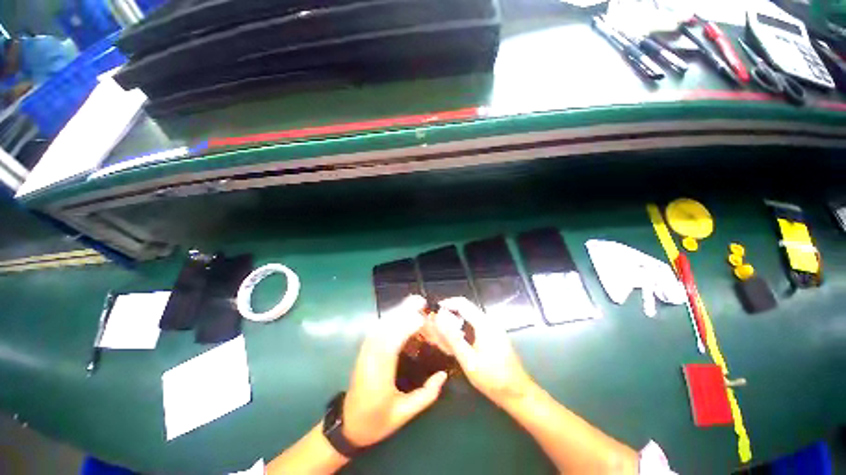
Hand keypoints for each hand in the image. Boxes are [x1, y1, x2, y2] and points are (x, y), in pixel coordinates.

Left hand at [342, 295, 447, 446]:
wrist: (348, 426)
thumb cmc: (376, 421)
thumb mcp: (404, 414)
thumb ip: (426, 395)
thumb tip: (443, 374)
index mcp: (379, 374)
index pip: (393, 343)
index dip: (407, 327)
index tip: (423, 319)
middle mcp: (370, 358)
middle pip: (386, 328)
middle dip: (402, 311)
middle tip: (419, 301)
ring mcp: (365, 352)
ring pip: (380, 325)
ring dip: (396, 311)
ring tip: (412, 303)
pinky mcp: (364, 350)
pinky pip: (377, 329)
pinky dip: (389, 318)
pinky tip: (399, 314)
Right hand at [434, 297, 534, 406]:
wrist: (517, 393)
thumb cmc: (493, 378)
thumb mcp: (468, 360)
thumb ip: (452, 338)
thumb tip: (439, 318)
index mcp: (484, 323)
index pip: (462, 303)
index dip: (446, 303)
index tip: (433, 311)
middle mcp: (489, 321)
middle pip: (465, 309)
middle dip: (449, 314)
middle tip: (435, 326)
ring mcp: (493, 329)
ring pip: (469, 318)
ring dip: (455, 323)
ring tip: (442, 335)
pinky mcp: (493, 336)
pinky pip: (474, 326)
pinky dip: (463, 330)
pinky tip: (456, 343)